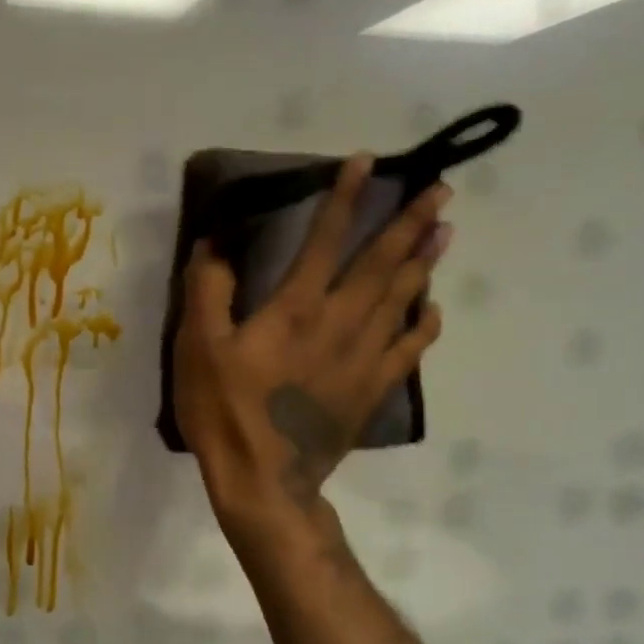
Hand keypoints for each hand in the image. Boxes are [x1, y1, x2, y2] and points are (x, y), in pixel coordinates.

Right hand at [173, 156, 452, 543]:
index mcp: (294, 309)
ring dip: (423, 262)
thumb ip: (208, 292)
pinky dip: (423, 325)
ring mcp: (362, 358)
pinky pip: (407, 350)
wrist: (264, 481)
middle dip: (409, 223)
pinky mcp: (371, 391)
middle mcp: (338, 323)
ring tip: (446, 231)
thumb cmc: (224, 411)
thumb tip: (215, 244)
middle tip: (442, 190)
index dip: (345, 199)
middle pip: (380, 264)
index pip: (324, 241)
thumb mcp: (197, 349)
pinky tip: (432, 308)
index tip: (368, 163)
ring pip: (400, 300)